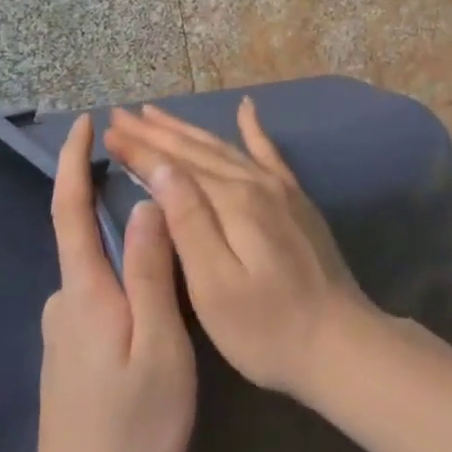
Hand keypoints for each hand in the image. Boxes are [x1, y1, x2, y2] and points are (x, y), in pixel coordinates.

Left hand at [25, 115, 195, 451]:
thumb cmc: (134, 426)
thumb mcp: (160, 344)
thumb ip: (152, 271)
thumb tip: (146, 202)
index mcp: (84, 291)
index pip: (69, 208)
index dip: (72, 161)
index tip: (83, 122)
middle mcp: (64, 300)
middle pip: (82, 234)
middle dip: (106, 198)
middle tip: (151, 179)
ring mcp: (62, 330)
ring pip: (96, 270)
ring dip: (121, 245)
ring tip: (168, 244)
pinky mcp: (68, 354)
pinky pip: (96, 295)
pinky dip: (120, 278)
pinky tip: (150, 301)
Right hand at [103, 98, 376, 404]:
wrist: (342, 344)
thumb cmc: (267, 329)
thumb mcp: (215, 287)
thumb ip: (188, 222)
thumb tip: (161, 169)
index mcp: (230, 203)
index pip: (173, 166)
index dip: (139, 149)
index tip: (109, 132)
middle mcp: (254, 183)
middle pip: (195, 150)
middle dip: (155, 132)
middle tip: (121, 115)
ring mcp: (279, 188)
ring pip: (223, 147)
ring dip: (187, 130)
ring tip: (157, 114)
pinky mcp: (295, 199)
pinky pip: (268, 152)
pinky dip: (253, 128)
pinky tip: (247, 108)